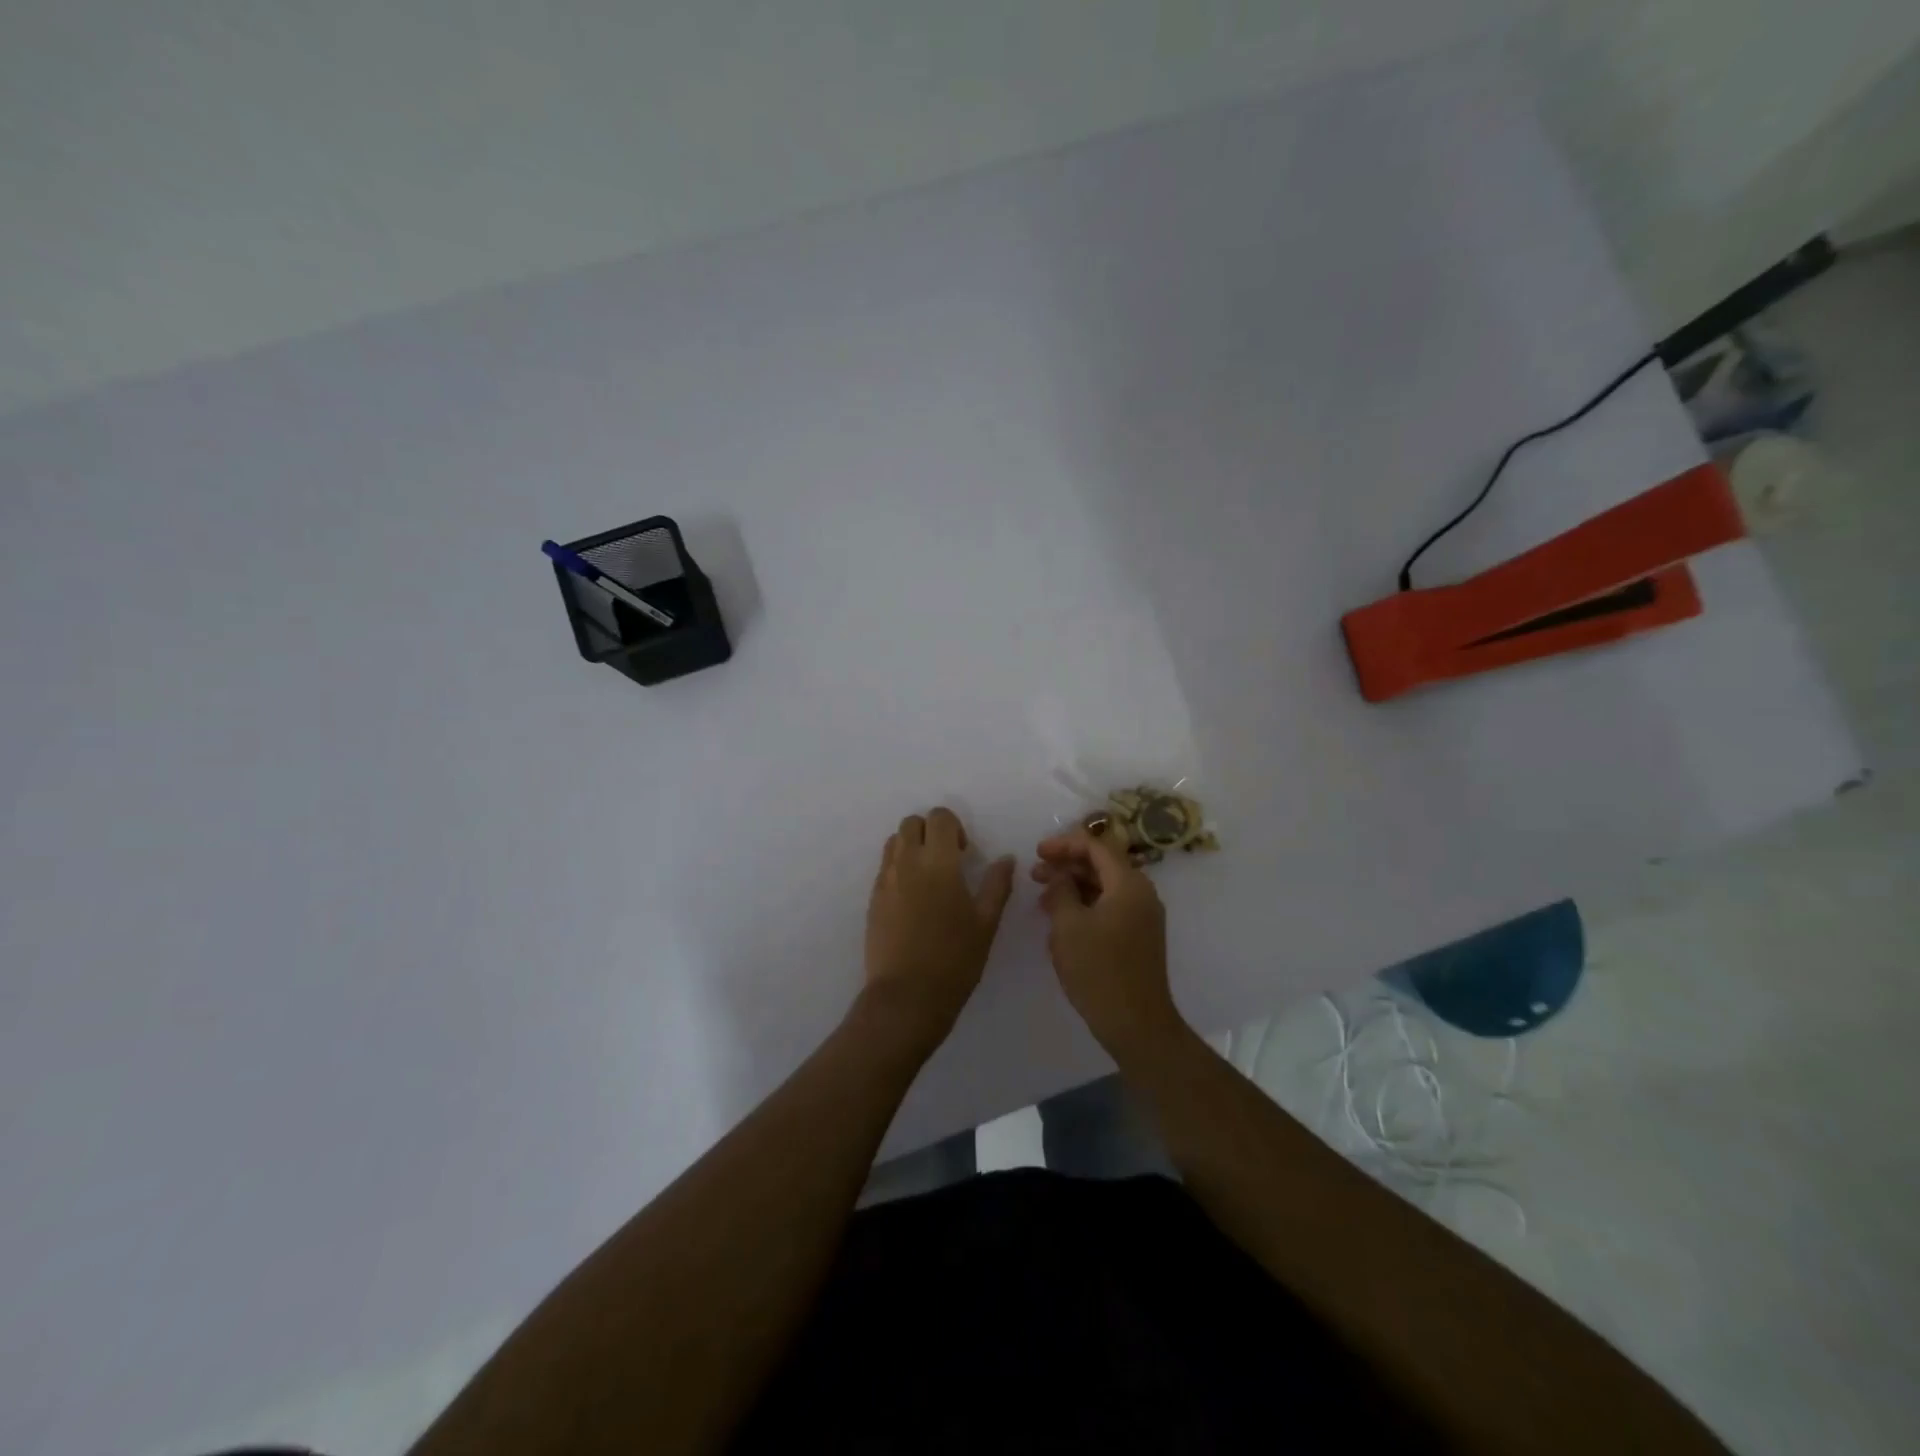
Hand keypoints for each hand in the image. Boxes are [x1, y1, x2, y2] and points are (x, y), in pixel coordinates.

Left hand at [861, 807, 1015, 1051]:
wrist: (907, 996)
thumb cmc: (955, 959)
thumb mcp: (986, 923)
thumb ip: (997, 885)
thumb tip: (1006, 859)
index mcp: (938, 862)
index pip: (939, 817)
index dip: (954, 827)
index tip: (964, 853)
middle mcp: (907, 862)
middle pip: (911, 823)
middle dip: (930, 831)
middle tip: (947, 861)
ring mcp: (885, 880)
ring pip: (894, 842)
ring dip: (912, 847)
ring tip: (929, 878)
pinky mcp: (873, 899)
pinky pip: (884, 867)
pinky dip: (899, 868)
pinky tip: (914, 900)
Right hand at [1033, 826, 1184, 1060]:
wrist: (1136, 1024)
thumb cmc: (1098, 970)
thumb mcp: (1068, 926)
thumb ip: (1060, 891)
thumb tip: (1059, 876)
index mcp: (1129, 884)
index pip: (1096, 846)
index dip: (1064, 844)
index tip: (1037, 852)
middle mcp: (1141, 894)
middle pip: (1102, 864)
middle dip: (1067, 865)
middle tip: (1035, 874)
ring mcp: (1143, 916)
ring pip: (1104, 887)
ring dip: (1073, 886)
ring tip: (1042, 897)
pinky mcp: (1139, 936)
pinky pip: (1110, 907)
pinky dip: (1085, 905)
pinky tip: (1061, 919)